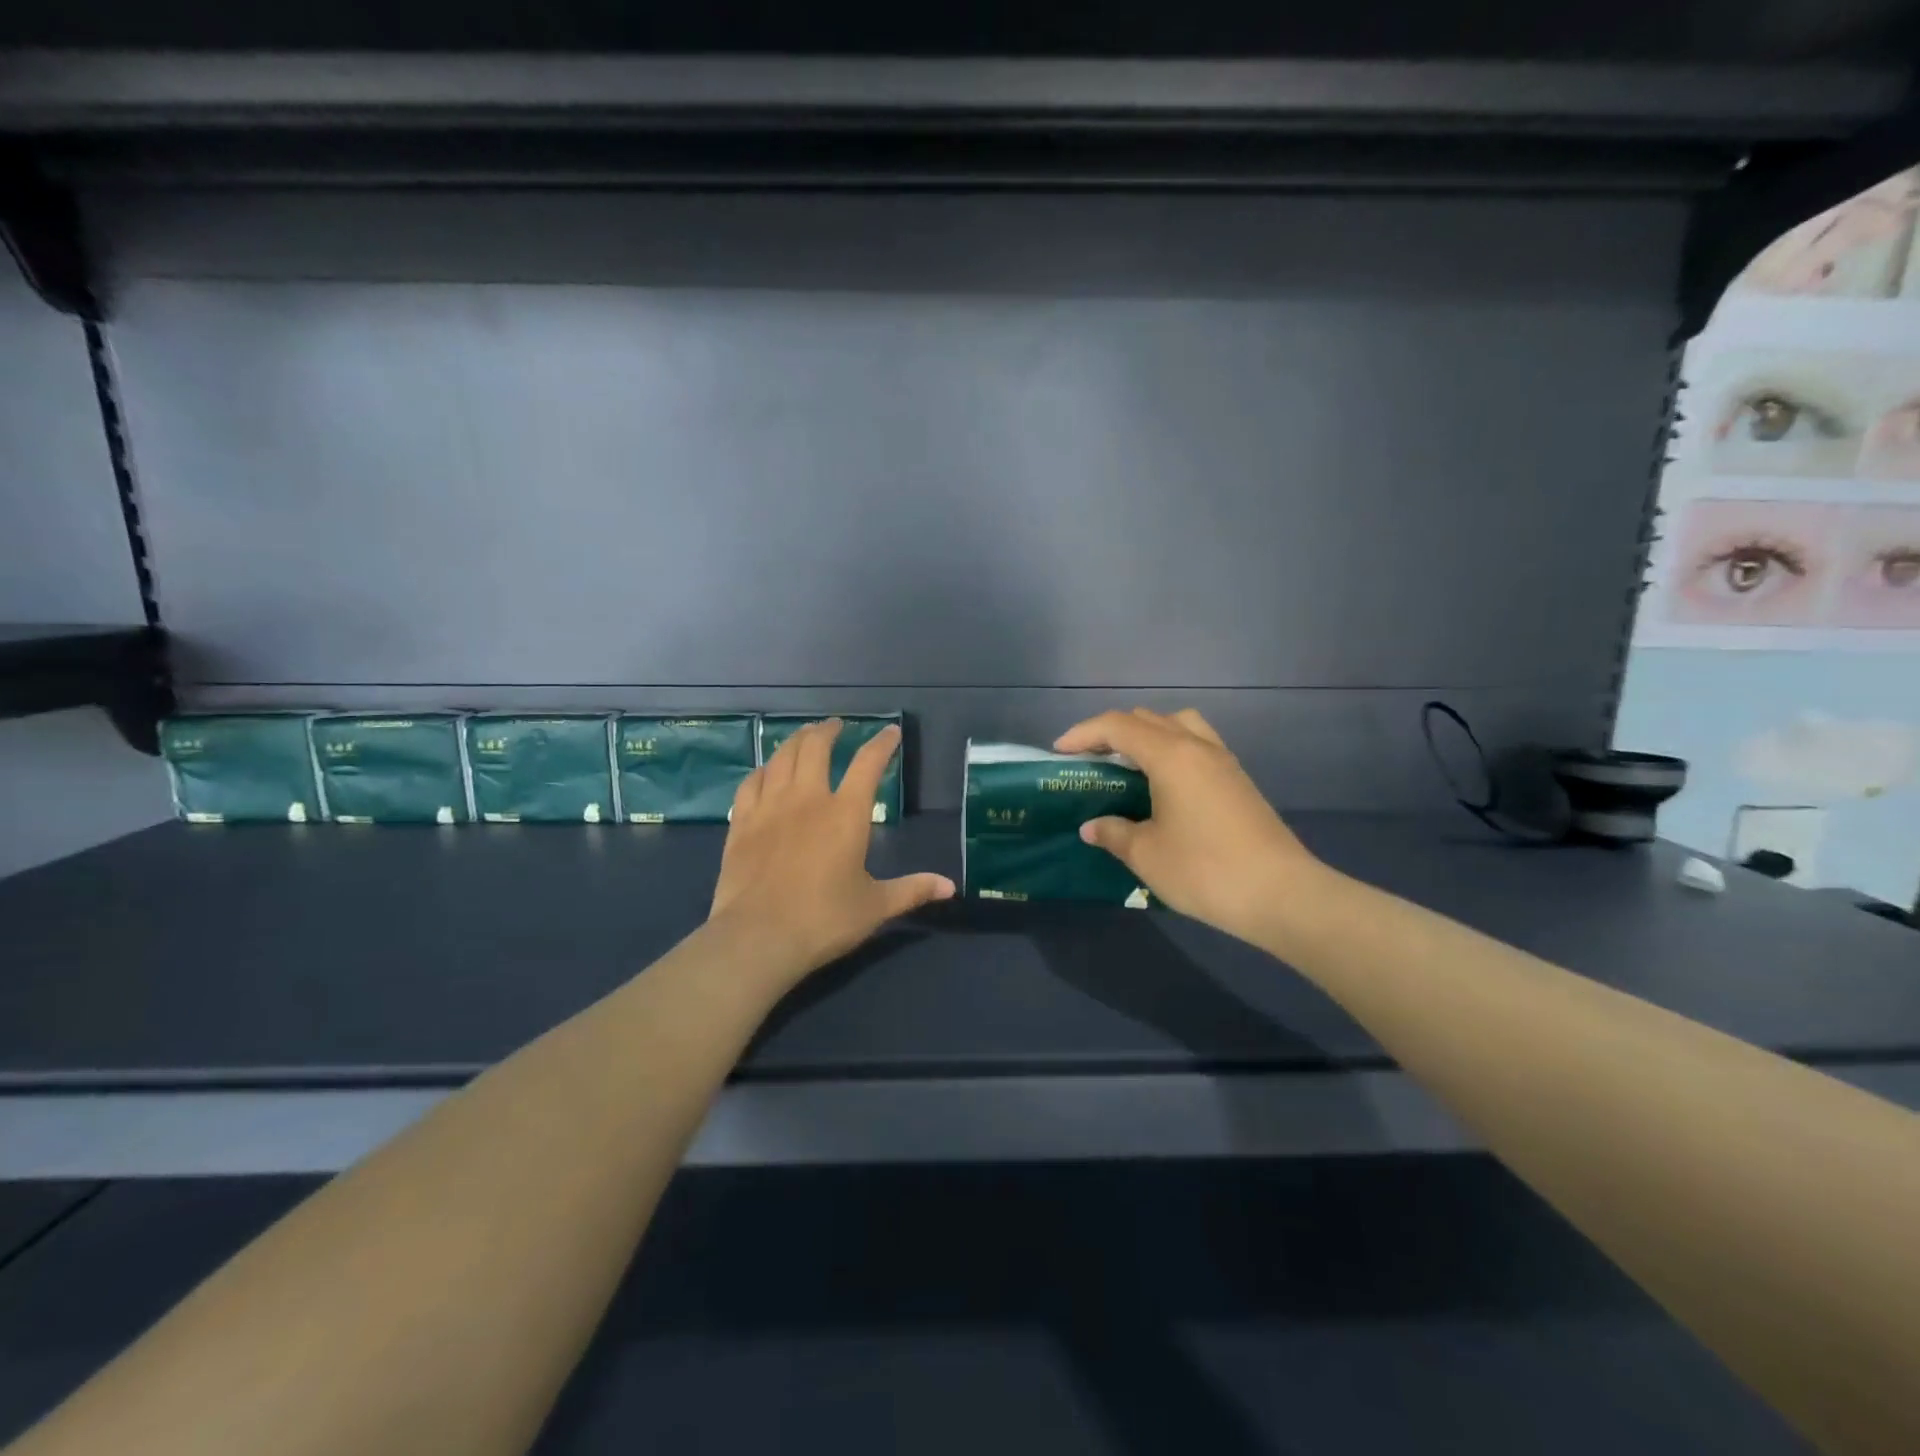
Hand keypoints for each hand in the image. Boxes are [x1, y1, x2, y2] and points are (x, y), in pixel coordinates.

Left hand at [708, 719, 953, 985]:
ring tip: (803, 736)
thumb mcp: (875, 907)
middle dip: (828, 730)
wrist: (758, 938)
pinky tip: (765, 771)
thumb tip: (950, 887)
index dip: (882, 744)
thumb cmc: (824, 920)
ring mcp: (770, 808)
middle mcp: (807, 799)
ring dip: (795, 741)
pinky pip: (751, 783)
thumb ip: (912, 890)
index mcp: (846, 814)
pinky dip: (762, 770)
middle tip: (836, 725)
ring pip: (781, 757)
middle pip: (816, 747)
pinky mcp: (741, 823)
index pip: (868, 764)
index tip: (890, 732)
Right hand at [1054, 708, 1325, 947]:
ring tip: (1129, 764)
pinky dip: (1171, 750)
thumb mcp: (1147, 855)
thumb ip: (1113, 833)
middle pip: (1148, 718)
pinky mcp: (1238, 780)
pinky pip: (1197, 745)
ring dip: (1147, 734)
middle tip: (1089, 760)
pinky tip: (1163, 785)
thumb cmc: (1205, 870)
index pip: (1118, 726)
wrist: (1281, 894)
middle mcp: (1198, 746)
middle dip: (1112, 731)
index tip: (1059, 752)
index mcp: (1171, 755)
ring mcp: (1223, 761)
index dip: (1083, 733)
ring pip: (1178, 724)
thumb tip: (1092, 826)